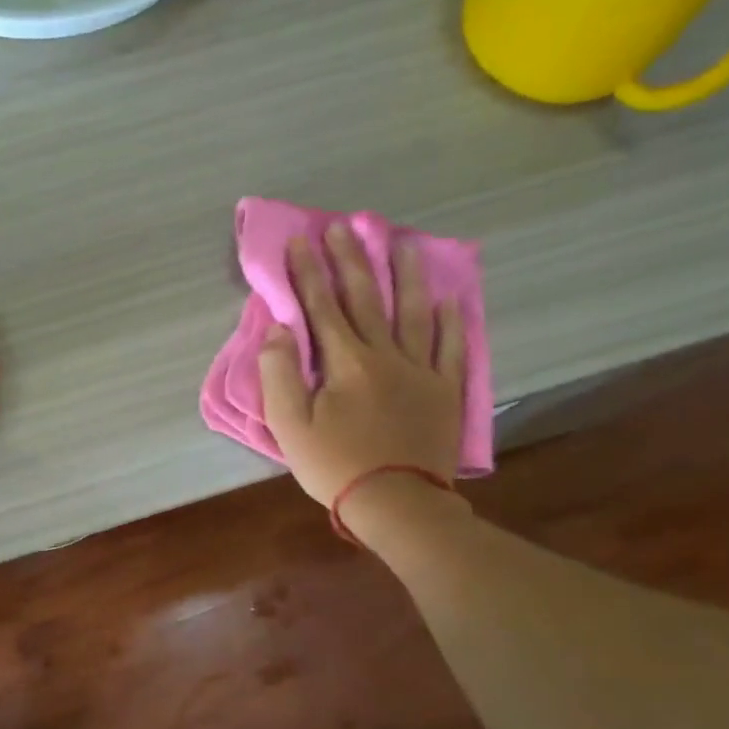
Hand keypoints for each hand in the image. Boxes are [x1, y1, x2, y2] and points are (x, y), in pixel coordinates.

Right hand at [259, 224, 466, 507]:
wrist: (399, 503)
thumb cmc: (335, 466)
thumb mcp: (290, 427)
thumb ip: (280, 375)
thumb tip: (278, 329)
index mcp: (344, 362)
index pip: (321, 306)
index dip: (307, 272)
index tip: (299, 239)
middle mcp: (384, 354)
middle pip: (366, 298)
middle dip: (350, 260)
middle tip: (343, 225)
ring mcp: (420, 370)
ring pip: (412, 312)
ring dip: (405, 275)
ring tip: (402, 243)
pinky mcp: (444, 390)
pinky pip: (450, 347)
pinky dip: (449, 321)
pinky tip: (448, 300)